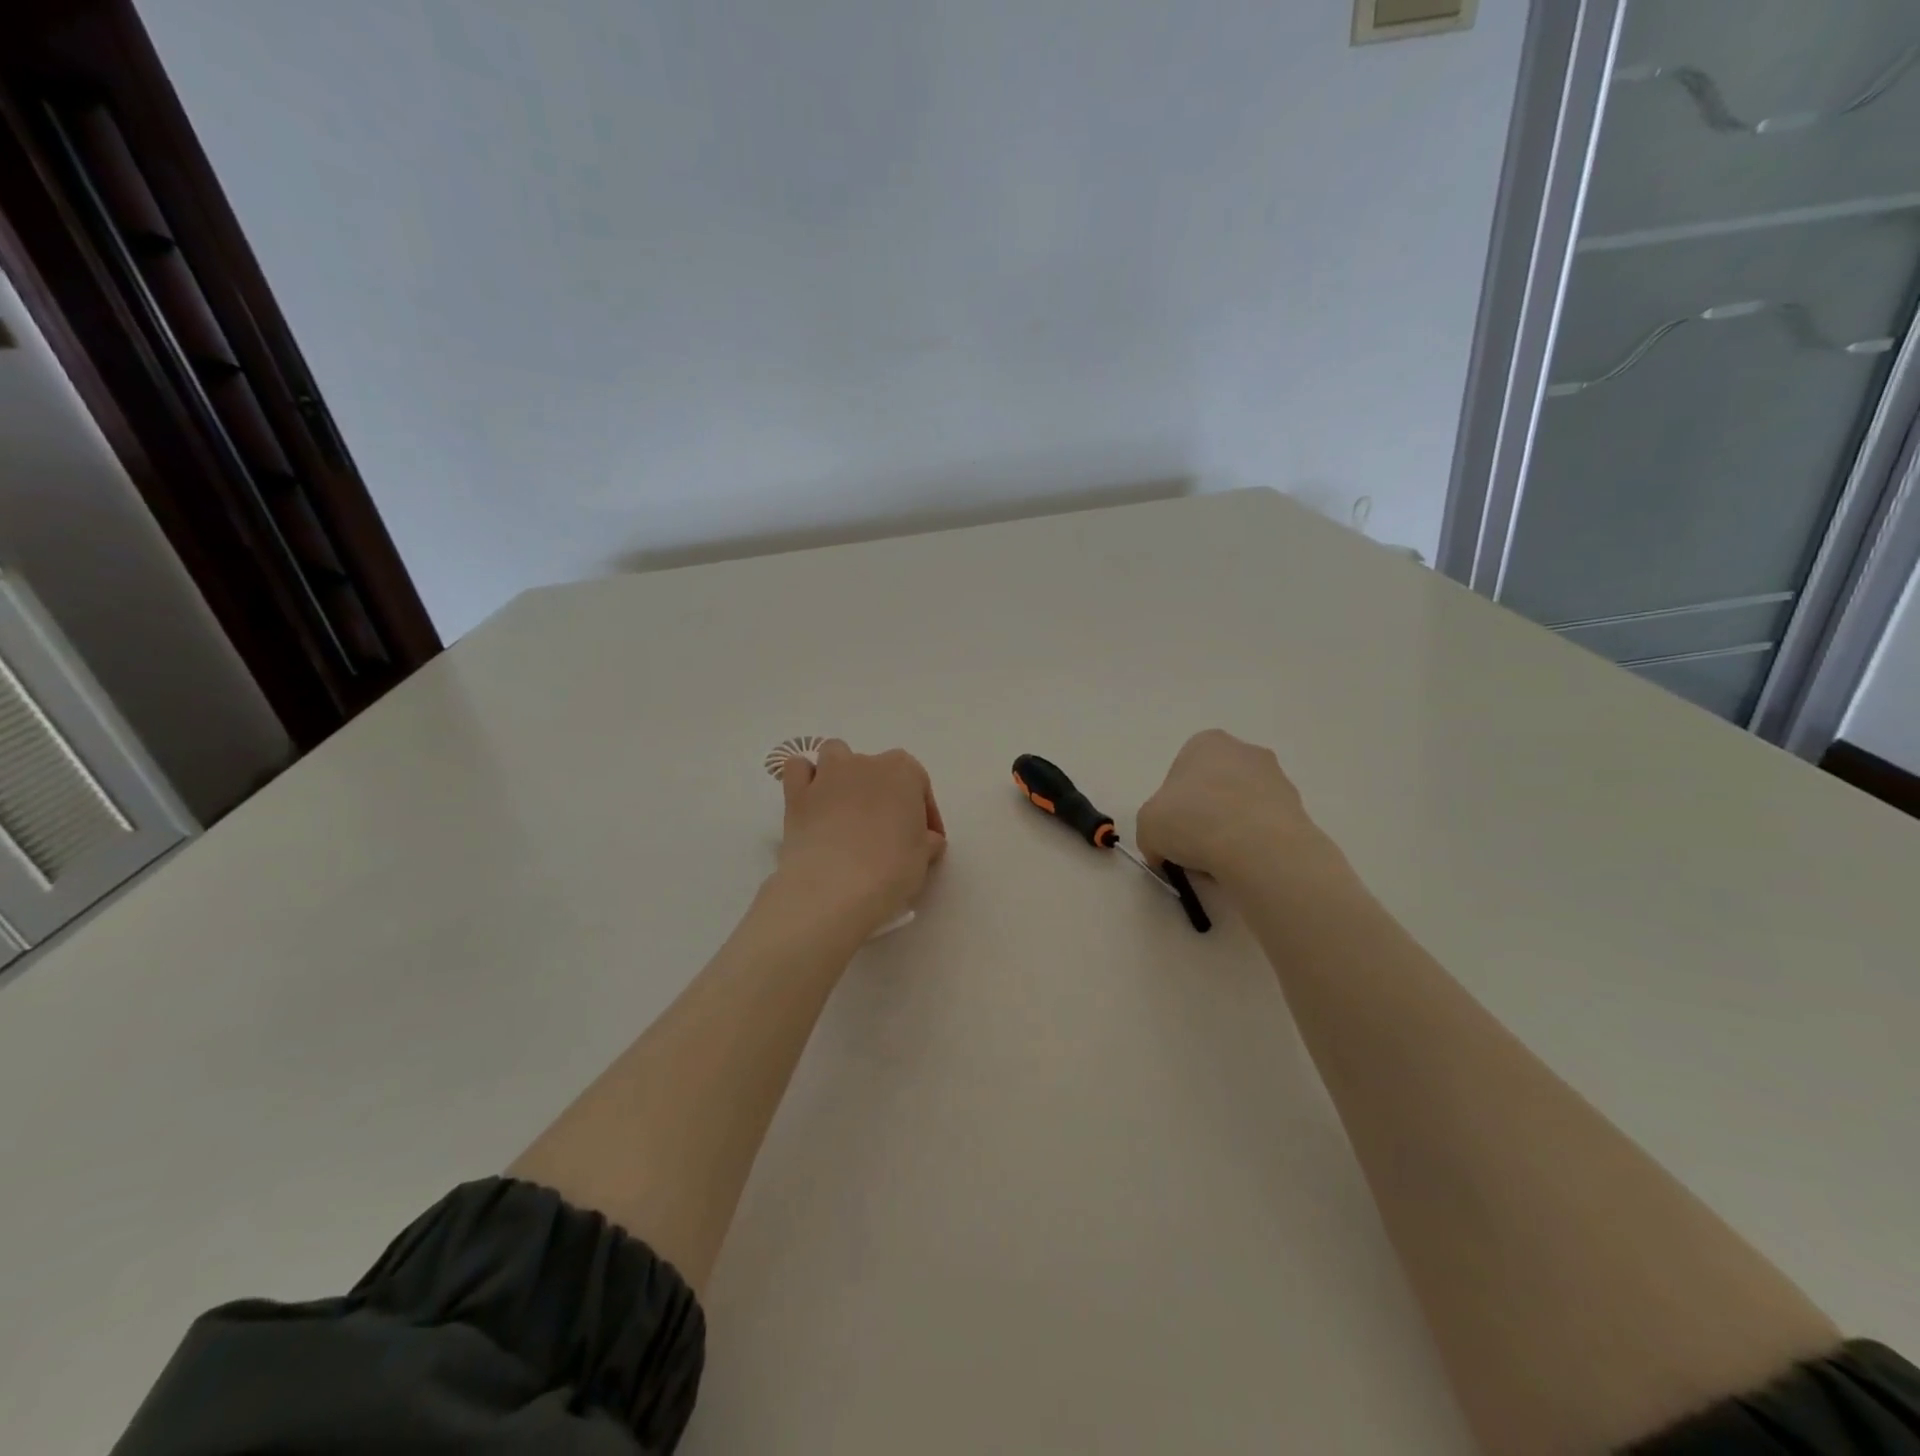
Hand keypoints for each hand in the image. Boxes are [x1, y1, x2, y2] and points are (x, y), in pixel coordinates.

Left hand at [775, 740, 946, 932]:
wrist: (834, 887)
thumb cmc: (890, 869)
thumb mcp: (922, 859)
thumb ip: (926, 842)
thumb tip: (927, 840)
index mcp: (903, 772)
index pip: (919, 785)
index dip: (924, 813)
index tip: (926, 840)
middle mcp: (865, 763)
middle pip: (879, 770)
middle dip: (884, 794)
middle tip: (887, 832)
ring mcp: (827, 774)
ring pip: (836, 755)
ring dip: (843, 774)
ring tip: (847, 808)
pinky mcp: (796, 793)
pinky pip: (798, 770)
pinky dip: (805, 779)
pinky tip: (813, 802)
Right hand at [1136, 730, 1333, 886]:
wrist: (1257, 847)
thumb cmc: (1193, 821)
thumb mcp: (1147, 826)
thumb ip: (1152, 832)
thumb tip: (1164, 851)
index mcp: (1205, 743)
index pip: (1180, 772)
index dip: (1171, 806)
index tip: (1171, 831)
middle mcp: (1244, 751)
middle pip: (1214, 787)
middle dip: (1204, 814)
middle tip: (1193, 847)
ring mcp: (1277, 778)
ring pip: (1241, 808)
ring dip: (1230, 830)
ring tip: (1220, 863)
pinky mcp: (1298, 809)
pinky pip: (1264, 828)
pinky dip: (1254, 845)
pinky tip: (1245, 864)